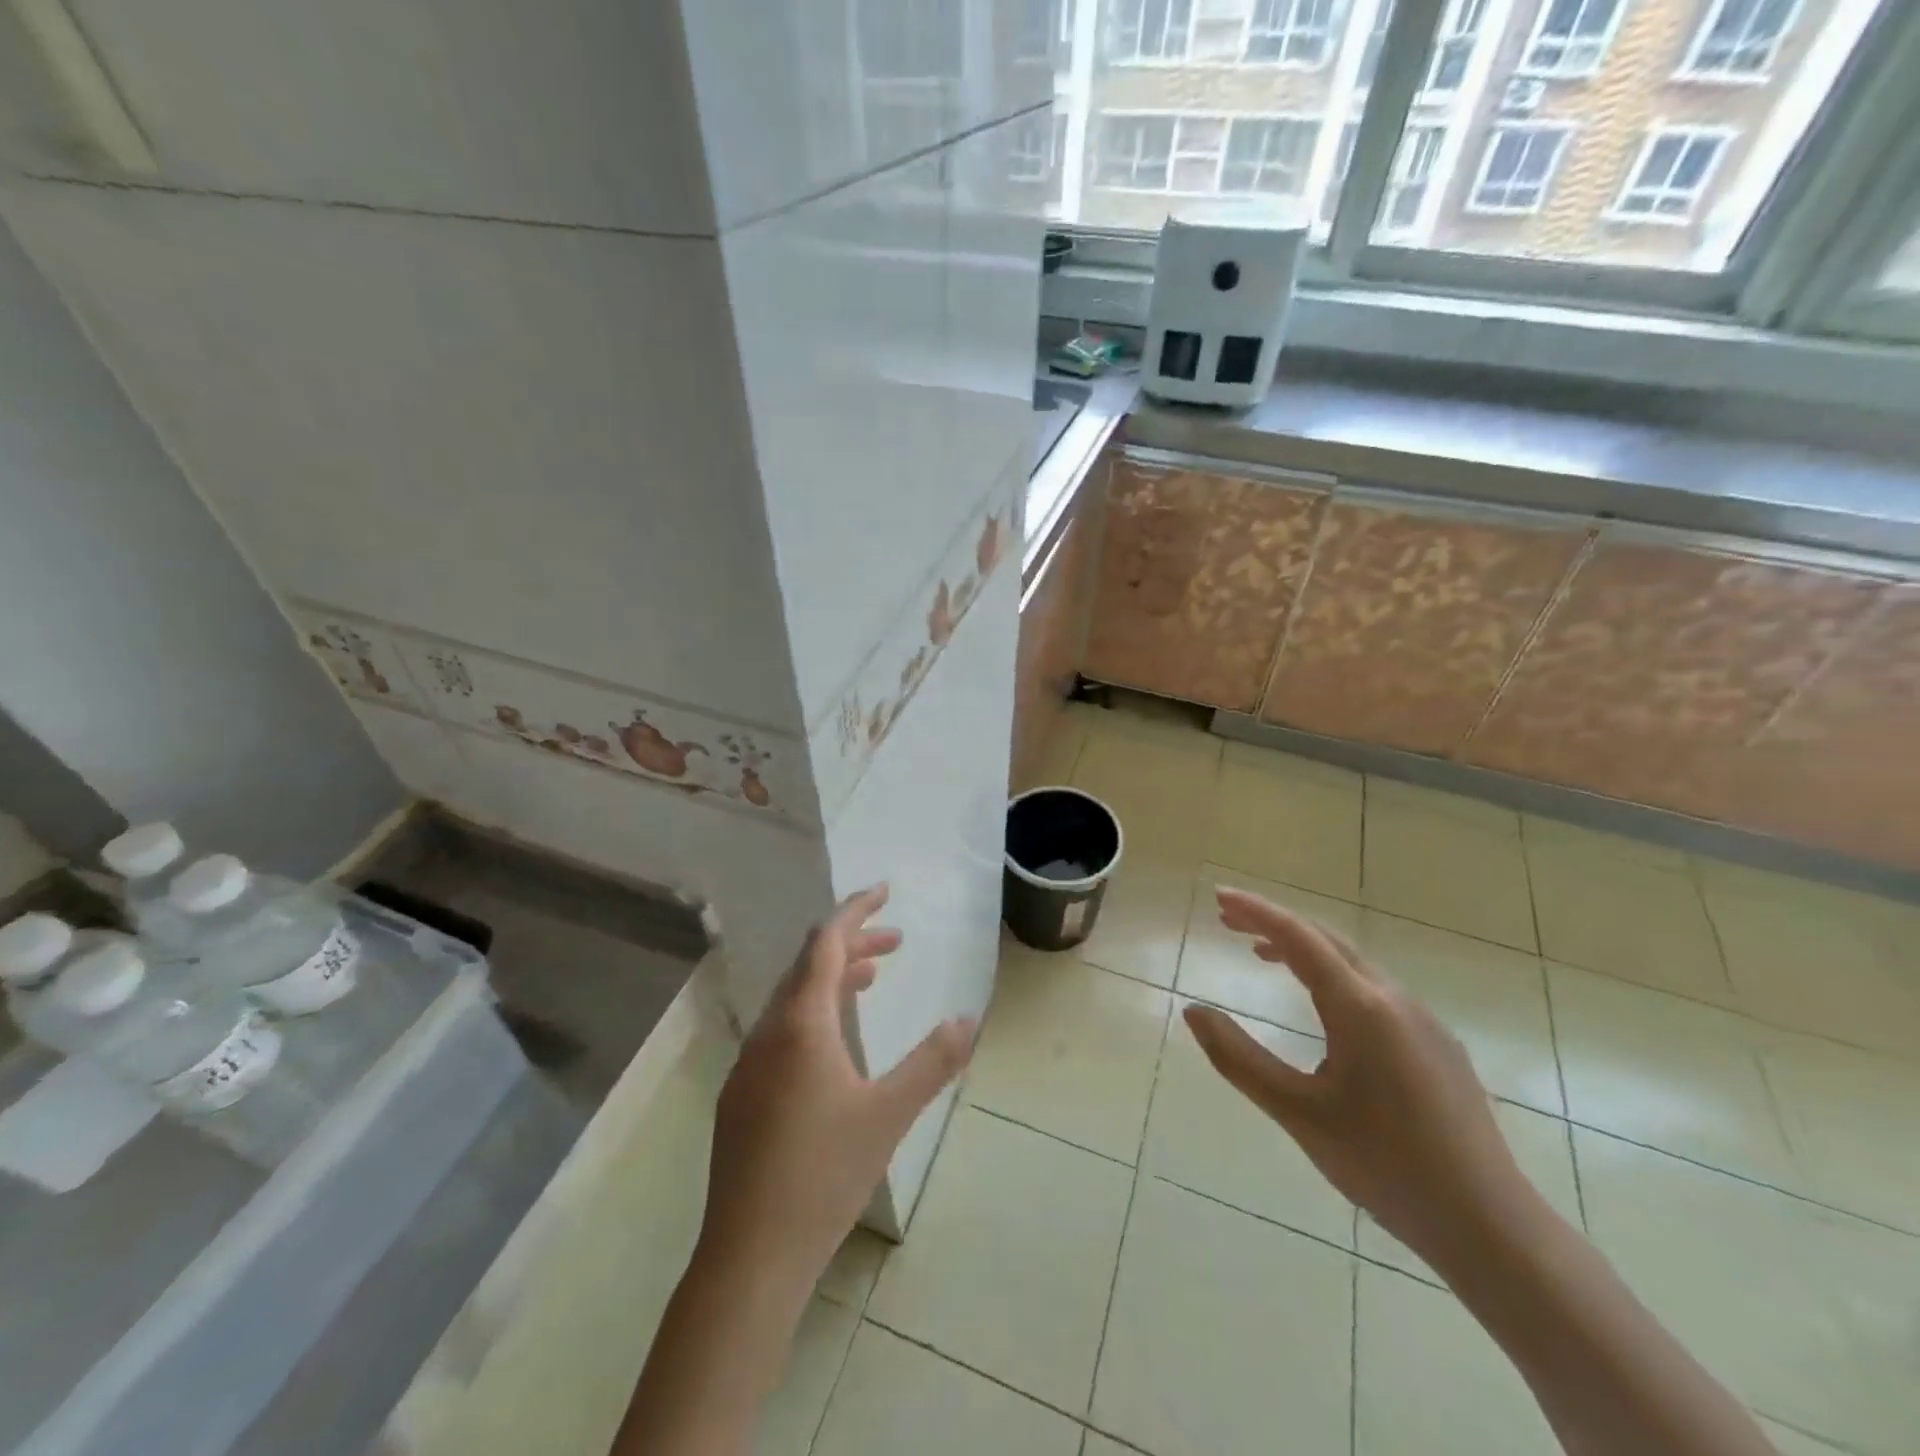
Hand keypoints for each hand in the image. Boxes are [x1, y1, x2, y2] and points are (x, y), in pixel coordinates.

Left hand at [698, 884, 975, 1295]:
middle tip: (896, 941)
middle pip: (808, 966)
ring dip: (833, 979)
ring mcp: (749, 1064)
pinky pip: (781, 1029)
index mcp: (800, 1024)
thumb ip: (933, 1062)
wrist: (751, 1255)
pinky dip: (814, 1012)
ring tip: (873, 978)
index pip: (825, 943)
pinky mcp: (743, 1094)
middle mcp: (768, 1032)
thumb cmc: (824, 1174)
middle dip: (852, 944)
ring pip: (793, 999)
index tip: (883, 891)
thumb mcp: (890, 1114)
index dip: (855, 911)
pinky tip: (835, 1042)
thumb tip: (969, 1018)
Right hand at [1185, 888, 1534, 1277]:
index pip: (1298, 937)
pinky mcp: (1438, 1045)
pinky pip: (1375, 989)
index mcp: (1360, 1008)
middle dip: (1275, 923)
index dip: (1255, 911)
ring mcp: (1423, 1021)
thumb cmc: (1385, 1167)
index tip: (1219, 895)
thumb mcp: (1298, 1113)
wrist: (1492, 1228)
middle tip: (1228, 922)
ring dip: (1304, 949)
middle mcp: (1394, 999)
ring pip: (1353, 963)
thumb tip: (1192, 1011)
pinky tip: (1321, 1007)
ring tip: (1262, 956)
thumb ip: (1239, 1058)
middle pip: (1326, 940)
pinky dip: (1333, 976)